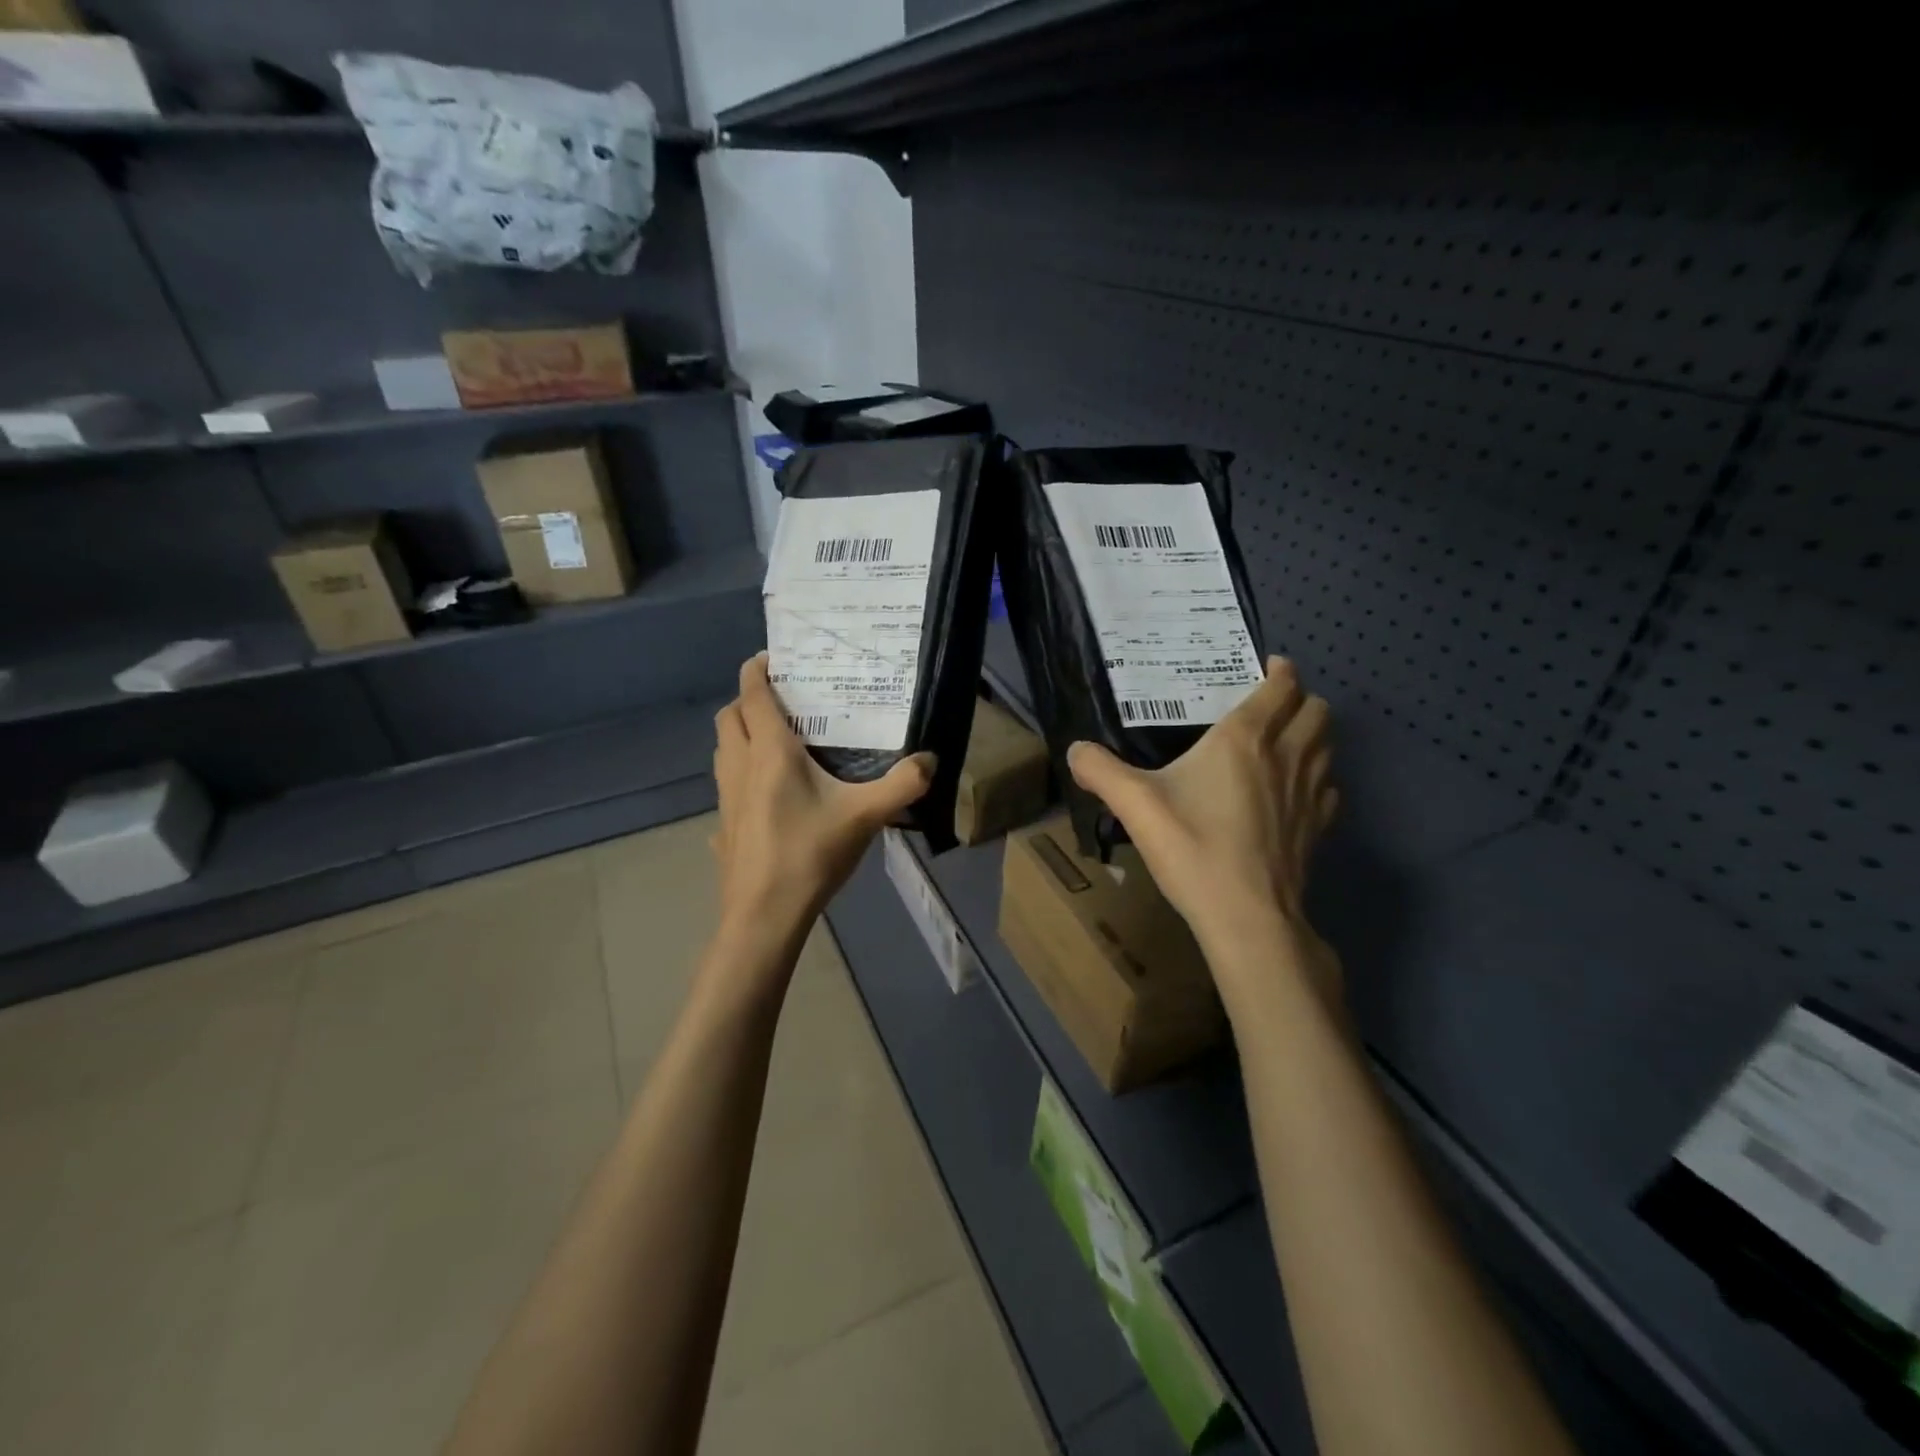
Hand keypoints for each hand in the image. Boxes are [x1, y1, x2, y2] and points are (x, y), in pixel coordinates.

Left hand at [711, 653, 934, 948]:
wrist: (764, 915)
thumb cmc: (810, 855)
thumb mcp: (865, 817)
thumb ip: (902, 785)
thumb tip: (930, 760)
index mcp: (770, 753)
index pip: (753, 694)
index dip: (757, 670)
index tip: (773, 658)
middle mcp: (740, 765)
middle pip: (729, 716)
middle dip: (747, 700)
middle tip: (781, 702)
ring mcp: (725, 797)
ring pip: (722, 748)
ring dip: (740, 733)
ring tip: (774, 740)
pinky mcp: (723, 824)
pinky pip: (725, 781)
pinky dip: (739, 770)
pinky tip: (767, 793)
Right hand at [1067, 657, 1336, 960]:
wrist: (1246, 917)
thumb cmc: (1192, 848)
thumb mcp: (1133, 804)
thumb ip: (1100, 770)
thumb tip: (1074, 750)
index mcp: (1245, 739)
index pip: (1280, 687)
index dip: (1279, 671)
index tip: (1266, 667)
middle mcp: (1286, 756)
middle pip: (1316, 710)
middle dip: (1300, 699)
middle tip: (1271, 705)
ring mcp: (1310, 793)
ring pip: (1328, 745)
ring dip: (1312, 734)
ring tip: (1284, 741)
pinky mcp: (1319, 828)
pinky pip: (1329, 787)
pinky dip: (1318, 778)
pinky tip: (1292, 793)